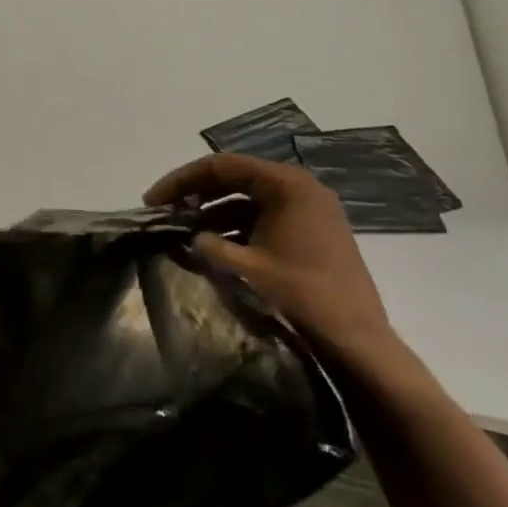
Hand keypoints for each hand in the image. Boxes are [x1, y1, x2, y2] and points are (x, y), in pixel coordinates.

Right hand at [145, 154, 400, 367]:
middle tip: (162, 212)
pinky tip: (213, 247)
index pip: (221, 166)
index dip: (181, 180)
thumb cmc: (300, 296)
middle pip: (235, 178)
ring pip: (249, 200)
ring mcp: (311, 211)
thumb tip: (191, 237)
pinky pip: (264, 218)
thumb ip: (208, 245)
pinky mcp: (313, 234)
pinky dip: (236, 228)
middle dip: (196, 194)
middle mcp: (301, 189)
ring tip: (182, 231)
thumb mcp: (244, 267)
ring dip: (214, 212)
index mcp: (287, 185)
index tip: (151, 202)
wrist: (356, 341)